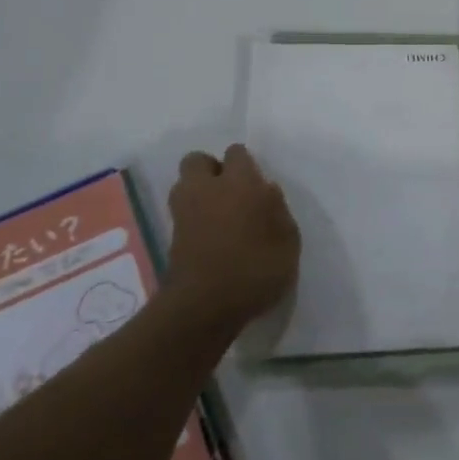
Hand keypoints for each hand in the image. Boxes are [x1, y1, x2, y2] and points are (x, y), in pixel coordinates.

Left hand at [166, 145, 300, 329]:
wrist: (204, 307)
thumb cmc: (255, 268)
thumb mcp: (288, 241)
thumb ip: (278, 211)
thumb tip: (266, 192)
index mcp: (240, 182)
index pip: (236, 152)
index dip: (245, 164)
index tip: (257, 184)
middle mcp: (207, 188)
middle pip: (197, 160)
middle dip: (211, 169)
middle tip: (230, 192)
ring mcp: (184, 212)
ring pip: (184, 185)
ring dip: (198, 192)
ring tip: (218, 214)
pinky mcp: (170, 237)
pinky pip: (182, 213)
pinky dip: (192, 218)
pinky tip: (209, 237)